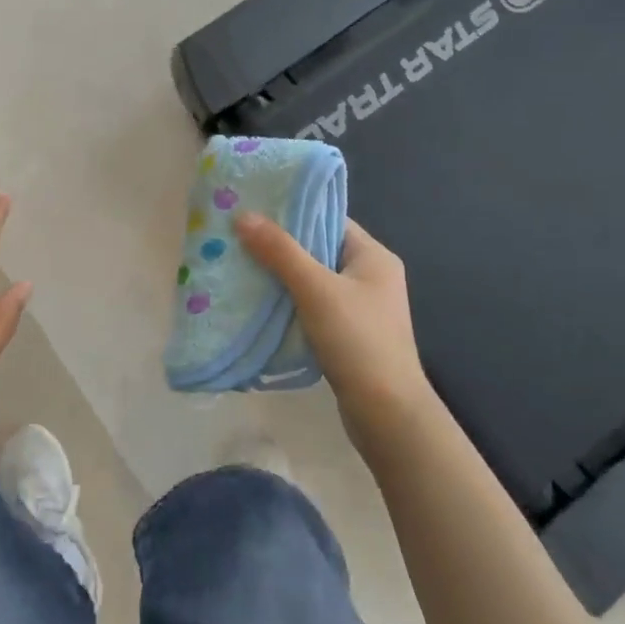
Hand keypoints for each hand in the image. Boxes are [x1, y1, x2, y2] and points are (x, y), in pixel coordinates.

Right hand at [234, 213, 439, 454]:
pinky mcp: (348, 334)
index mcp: (373, 256)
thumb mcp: (316, 289)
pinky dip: (288, 302)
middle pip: (317, 249)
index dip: (292, 213)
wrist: (387, 414)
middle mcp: (370, 276)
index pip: (328, 220)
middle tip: (237, 238)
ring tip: (240, 266)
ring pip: (312, 280)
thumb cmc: (357, 340)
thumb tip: (243, 215)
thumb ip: (280, 251)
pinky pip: (312, 306)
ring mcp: (360, 308)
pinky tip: (259, 303)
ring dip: (280, 276)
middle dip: (279, 246)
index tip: (253, 210)